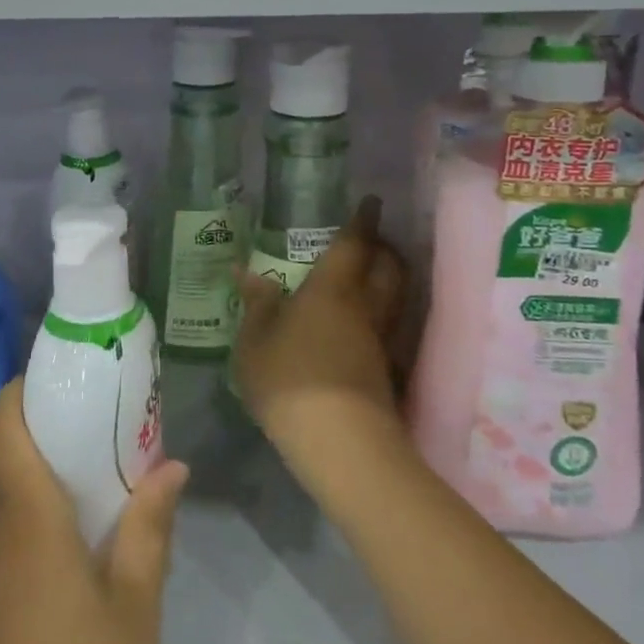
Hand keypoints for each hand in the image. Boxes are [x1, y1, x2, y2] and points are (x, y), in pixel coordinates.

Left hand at [0, 376, 187, 643]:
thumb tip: (170, 465)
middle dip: (57, 426)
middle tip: (114, 421)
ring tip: (114, 475)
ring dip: (56, 474)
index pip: (4, 421)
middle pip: (12, 451)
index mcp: (27, 515)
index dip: (27, 386)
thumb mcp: (133, 608)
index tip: (72, 376)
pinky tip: (89, 544)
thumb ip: (149, 529)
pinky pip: (14, 535)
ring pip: (14, 494)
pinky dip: (47, 517)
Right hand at [234, 196, 409, 498]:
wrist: (339, 441)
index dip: (362, 221)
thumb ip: (256, 304)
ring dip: (390, 280)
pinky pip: (391, 328)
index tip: (371, 202)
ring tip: (370, 277)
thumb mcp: (254, 341)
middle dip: (385, 249)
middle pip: (389, 268)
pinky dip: (384, 316)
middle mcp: (364, 308)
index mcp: (332, 290)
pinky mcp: (387, 371)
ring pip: (396, 298)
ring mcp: (381, 341)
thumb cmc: (289, 378)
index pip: (353, 245)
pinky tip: (363, 326)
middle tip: (372, 241)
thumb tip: (248, 272)